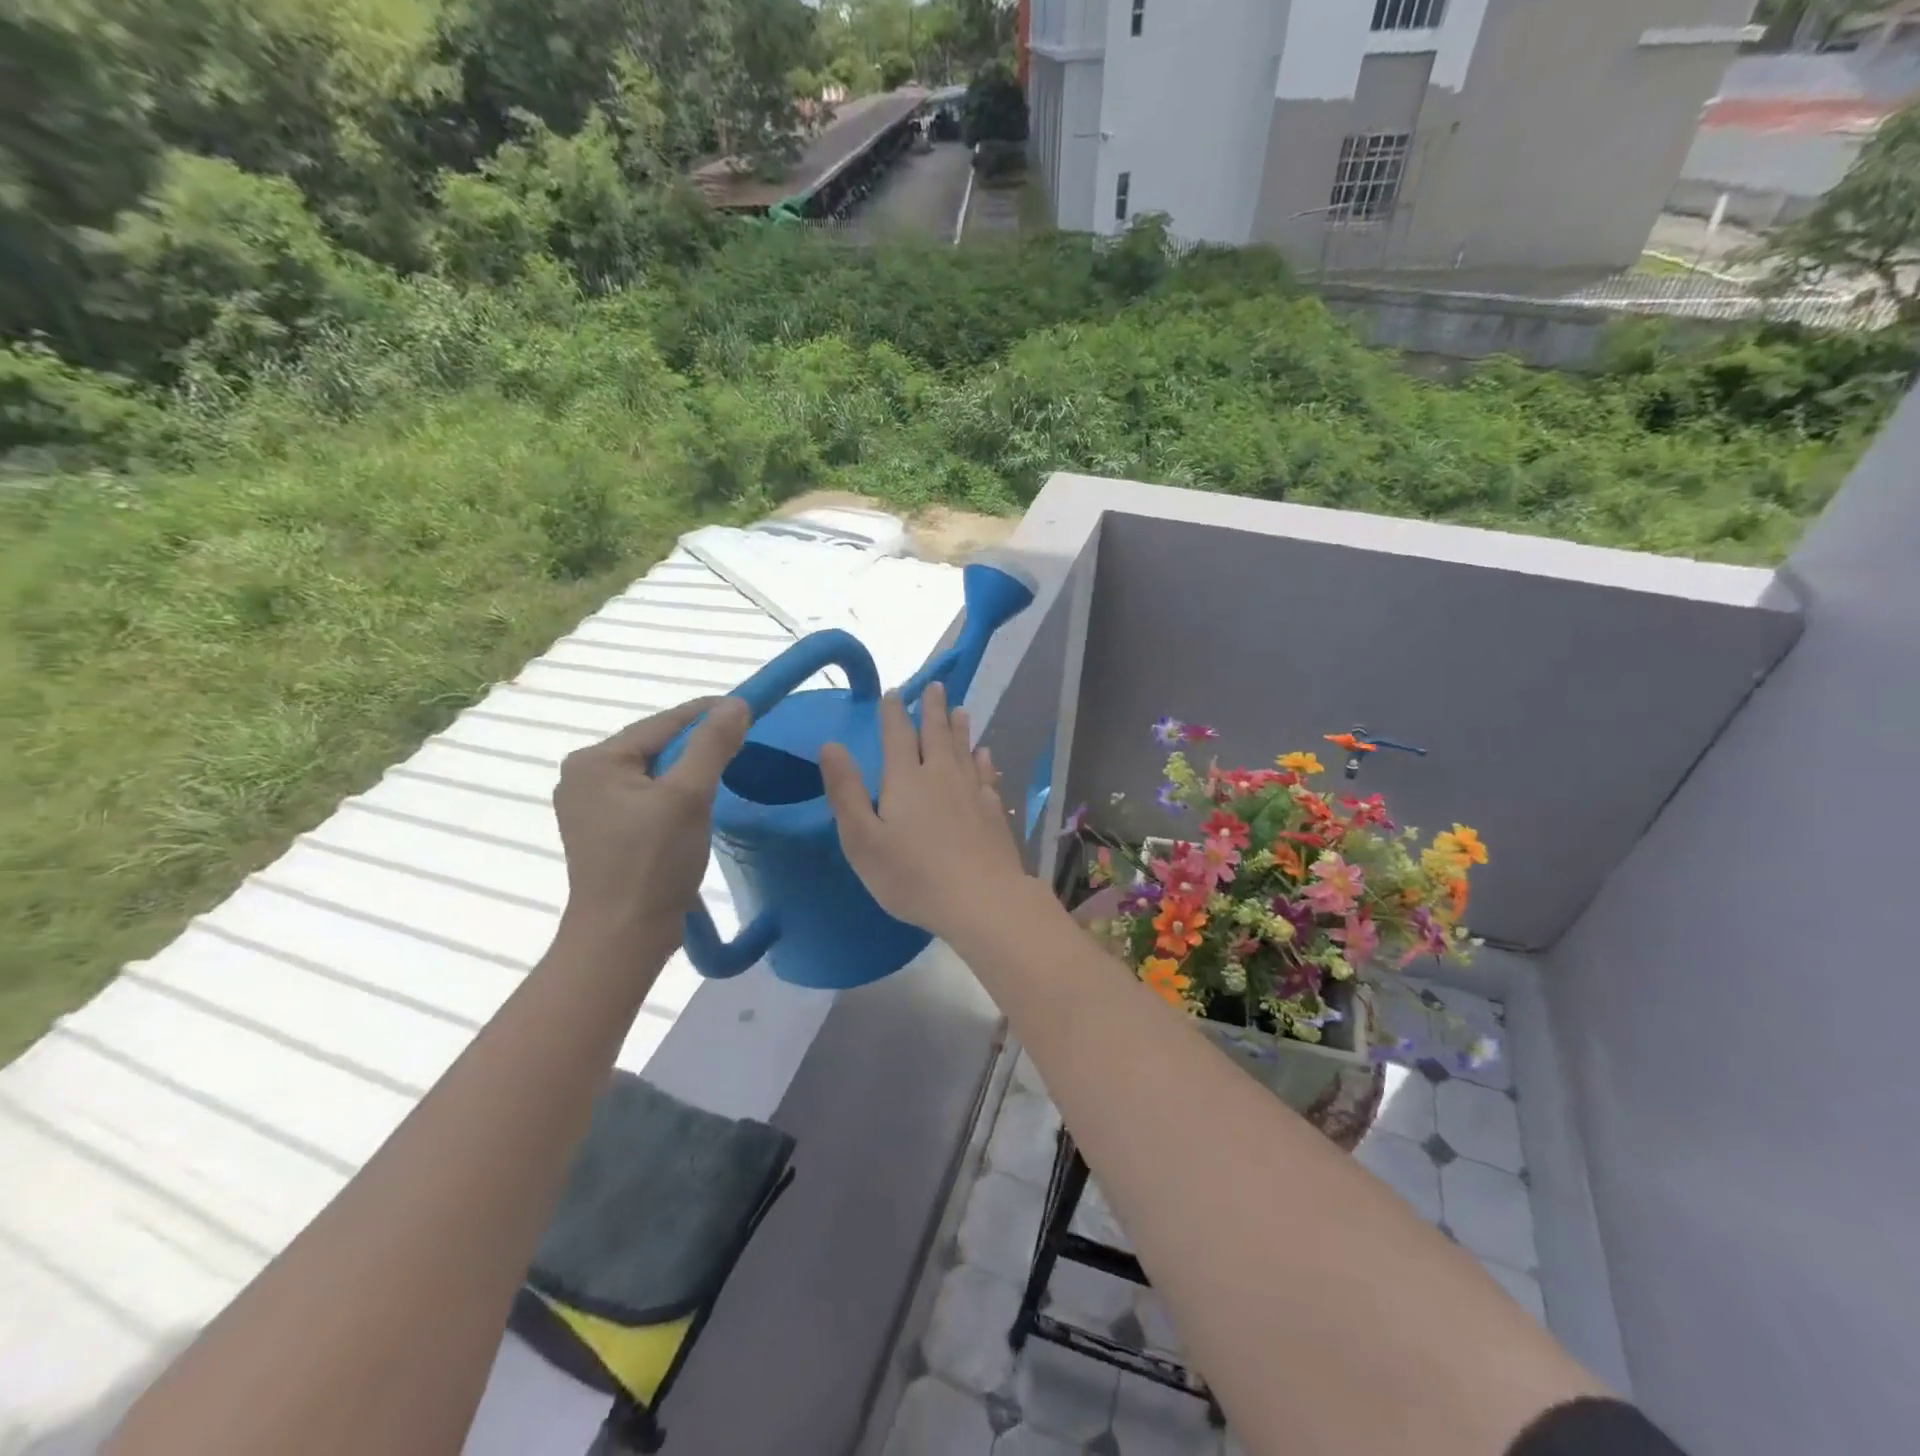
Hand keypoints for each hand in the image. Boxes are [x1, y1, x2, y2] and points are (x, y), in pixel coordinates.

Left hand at [551, 696, 749, 960]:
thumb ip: (712, 745)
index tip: (749, 708)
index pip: (663, 722)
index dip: (709, 713)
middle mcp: (583, 775)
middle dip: (699, 743)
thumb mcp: (690, 796)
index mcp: (595, 760)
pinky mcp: (604, 831)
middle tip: (744, 743)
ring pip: (654, 772)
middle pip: (657, 745)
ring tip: (727, 771)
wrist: (623, 937)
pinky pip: (647, 796)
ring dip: (690, 770)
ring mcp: (590, 806)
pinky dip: (675, 793)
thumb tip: (736, 704)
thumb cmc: (653, 862)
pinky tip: (698, 803)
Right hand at [820, 681, 1029, 943]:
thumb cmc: (912, 875)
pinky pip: (987, 775)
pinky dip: (984, 761)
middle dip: (932, 709)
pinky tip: (986, 755)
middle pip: (936, 734)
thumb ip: (846, 791)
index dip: (893, 713)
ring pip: (964, 750)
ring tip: (960, 709)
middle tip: (936, 686)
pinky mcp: (993, 812)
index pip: (897, 736)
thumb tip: (831, 745)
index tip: (894, 692)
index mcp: (906, 780)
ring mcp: (972, 792)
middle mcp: (941, 776)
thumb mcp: (862, 839)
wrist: (980, 899)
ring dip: (959, 728)